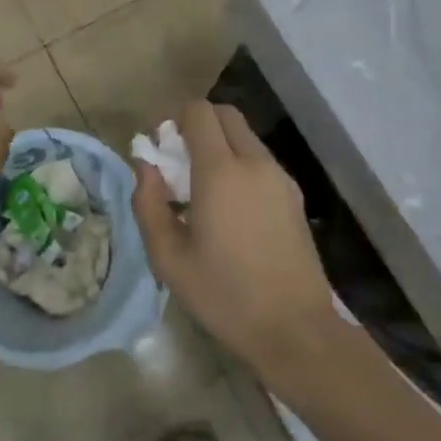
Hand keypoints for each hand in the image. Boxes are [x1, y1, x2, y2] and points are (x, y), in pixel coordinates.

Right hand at [132, 100, 336, 381]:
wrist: (295, 329)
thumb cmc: (224, 295)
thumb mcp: (169, 258)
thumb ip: (149, 204)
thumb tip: (145, 167)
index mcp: (220, 171)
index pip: (198, 111)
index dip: (175, 119)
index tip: (163, 150)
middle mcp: (254, 162)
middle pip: (225, 114)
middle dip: (198, 125)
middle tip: (181, 163)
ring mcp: (280, 176)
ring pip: (245, 136)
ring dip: (221, 145)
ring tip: (205, 192)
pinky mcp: (294, 194)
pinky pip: (260, 160)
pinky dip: (241, 164)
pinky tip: (232, 210)